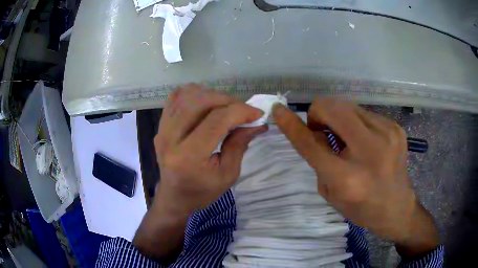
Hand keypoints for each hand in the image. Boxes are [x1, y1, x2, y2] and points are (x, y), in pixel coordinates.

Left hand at [134, 84, 265, 260]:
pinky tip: (206, 105)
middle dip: (228, 101)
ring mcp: (162, 128)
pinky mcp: (160, 124)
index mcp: (188, 157)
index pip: (216, 120)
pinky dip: (195, 94)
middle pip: (201, 101)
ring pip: (188, 94)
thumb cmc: (202, 192)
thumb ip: (240, 144)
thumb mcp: (228, 175)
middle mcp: (170, 138)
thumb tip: (256, 122)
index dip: (241, 111)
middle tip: (242, 112)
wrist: (174, 197)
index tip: (257, 114)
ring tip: (224, 109)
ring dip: (212, 95)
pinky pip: (176, 96)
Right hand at [272, 98, 439, 257]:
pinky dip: (355, 122)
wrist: (397, 207)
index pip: (311, 144)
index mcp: (348, 178)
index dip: (291, 125)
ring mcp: (387, 133)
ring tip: (346, 138)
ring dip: (338, 117)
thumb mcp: (331, 192)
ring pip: (347, 105)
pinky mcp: (395, 127)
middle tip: (323, 132)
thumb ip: (319, 160)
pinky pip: (364, 112)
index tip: (278, 110)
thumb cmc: (362, 207)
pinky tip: (364, 140)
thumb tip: (315, 130)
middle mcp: (370, 150)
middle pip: (332, 108)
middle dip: (319, 114)